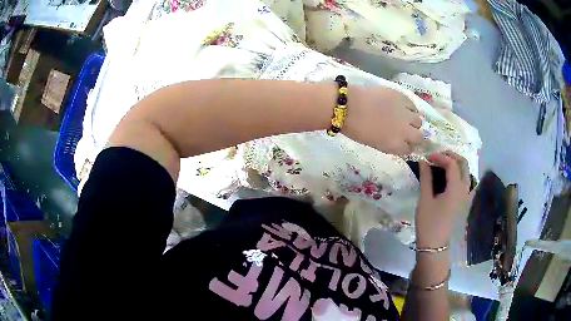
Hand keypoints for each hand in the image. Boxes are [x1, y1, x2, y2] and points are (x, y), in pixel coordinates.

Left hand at [344, 86, 422, 154]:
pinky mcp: (402, 97)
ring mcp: (405, 113)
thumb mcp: (375, 143)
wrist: (349, 106)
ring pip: (418, 120)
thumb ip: (389, 144)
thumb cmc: (356, 129)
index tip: (404, 143)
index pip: (409, 150)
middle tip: (407, 131)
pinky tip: (402, 106)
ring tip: (404, 117)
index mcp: (396, 145)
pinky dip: (409, 108)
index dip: (407, 146)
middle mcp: (405, 131)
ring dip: (413, 121)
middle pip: (419, 137)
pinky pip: (413, 105)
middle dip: (415, 136)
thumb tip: (398, 142)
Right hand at [415, 153, 470, 247]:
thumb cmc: (428, 223)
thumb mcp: (425, 199)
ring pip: (466, 171)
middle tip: (437, 157)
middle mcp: (464, 189)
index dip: (439, 157)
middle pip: (463, 164)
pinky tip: (449, 177)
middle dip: (451, 156)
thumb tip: (423, 161)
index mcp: (455, 188)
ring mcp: (466, 195)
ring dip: (456, 163)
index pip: (452, 164)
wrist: (434, 245)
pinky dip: (459, 173)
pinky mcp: (464, 201)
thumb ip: (426, 178)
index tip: (427, 158)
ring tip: (442, 164)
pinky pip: (465, 181)